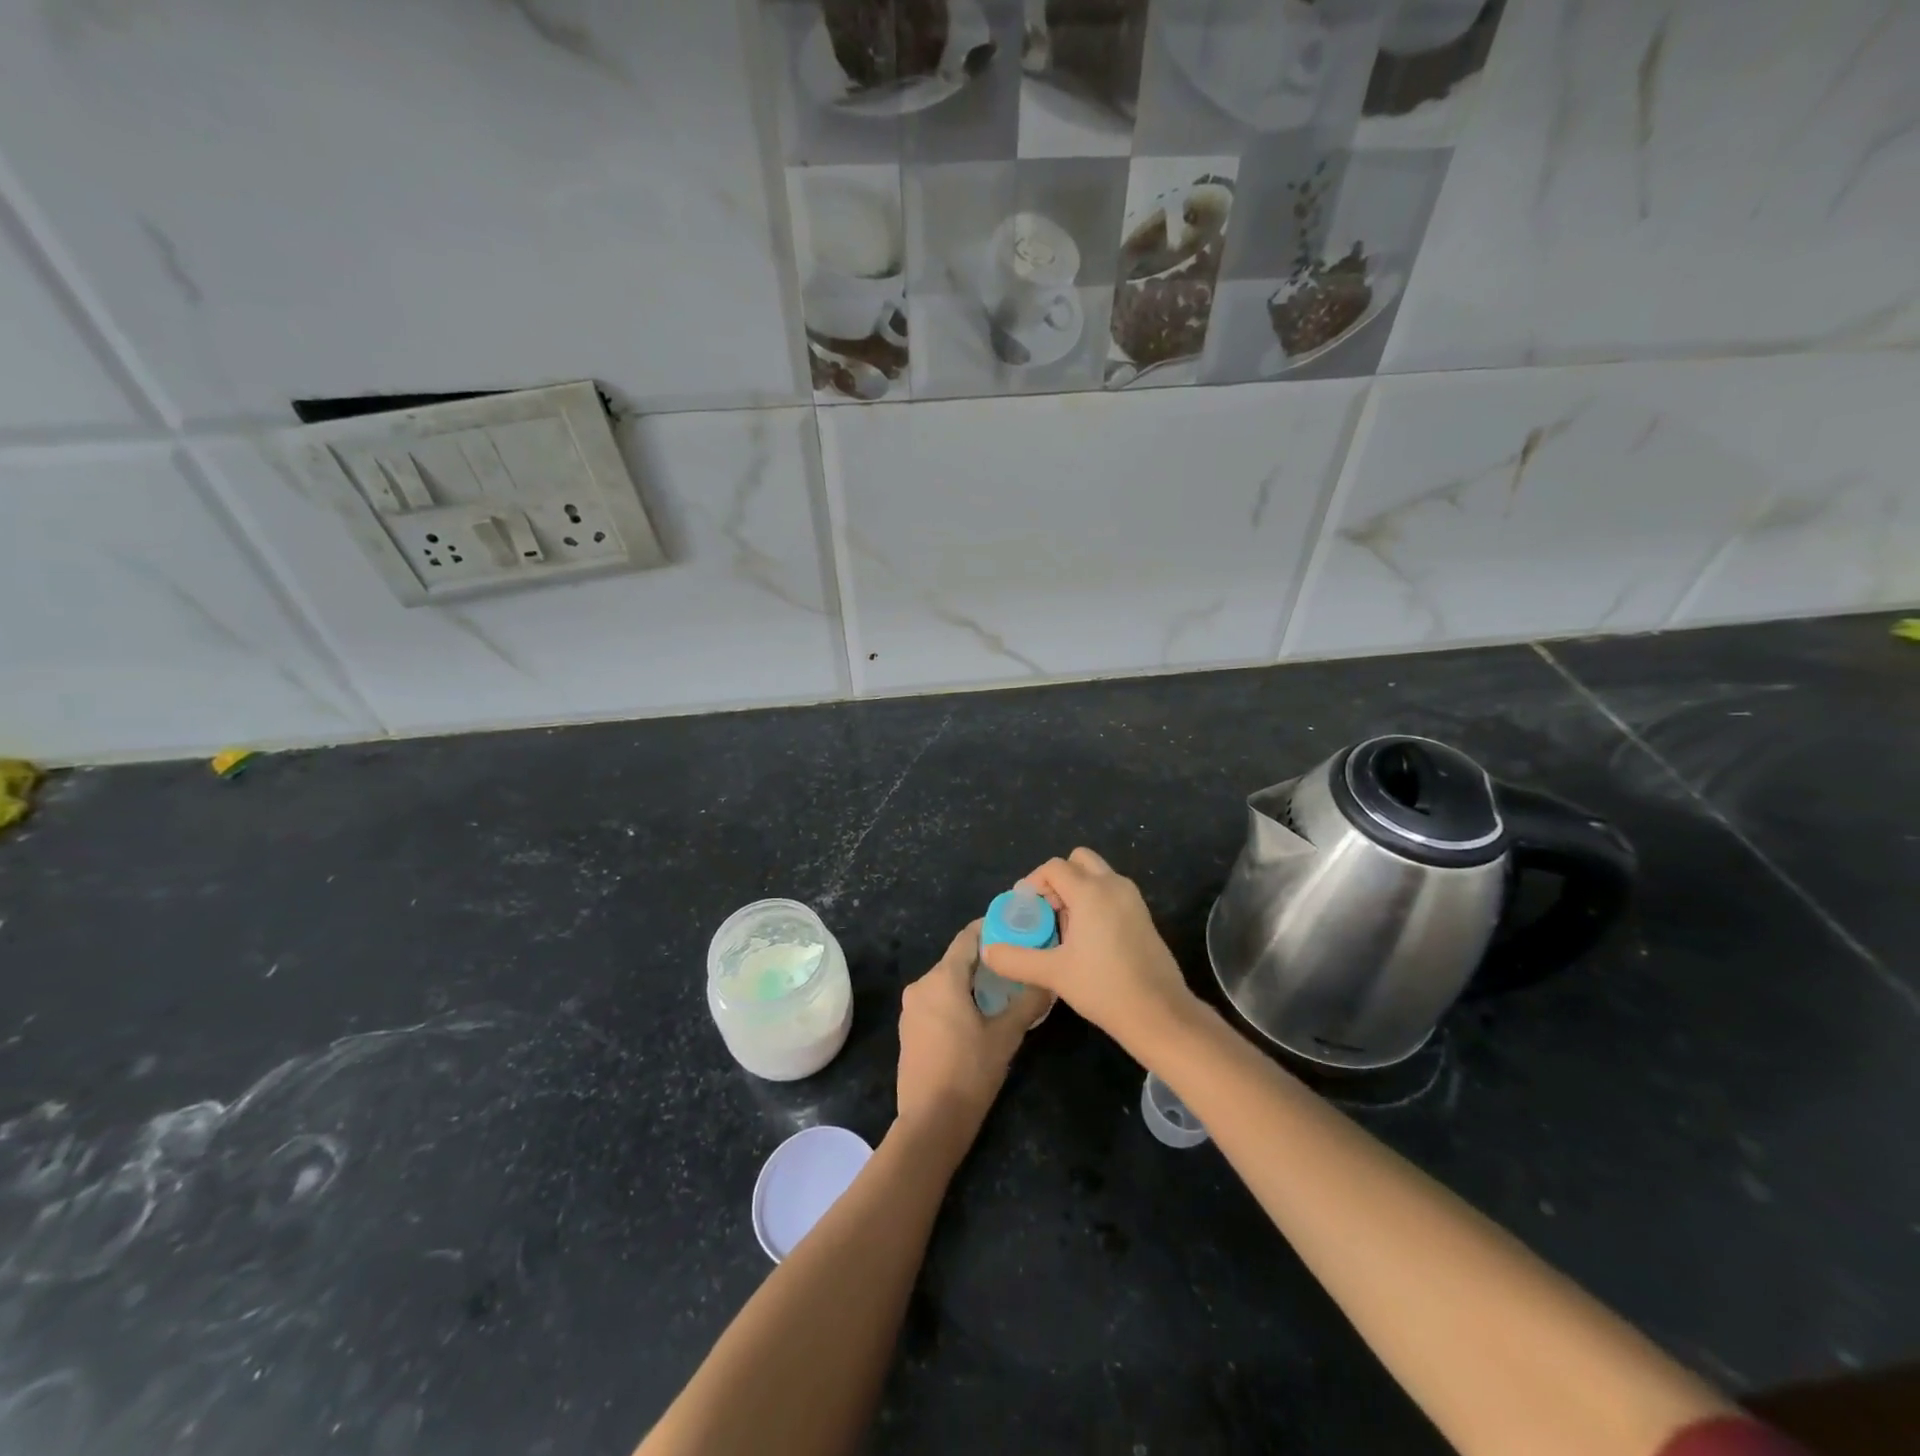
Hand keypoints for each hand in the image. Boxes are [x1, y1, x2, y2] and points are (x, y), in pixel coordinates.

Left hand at [895, 921, 1048, 1144]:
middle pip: (957, 960)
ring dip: (972, 981)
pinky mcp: (909, 1029)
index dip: (991, 929)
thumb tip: (1050, 981)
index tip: (1017, 928)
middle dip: (986, 959)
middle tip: (1018, 963)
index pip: (968, 938)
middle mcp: (921, 985)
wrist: (931, 1122)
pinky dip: (957, 999)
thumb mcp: (1006, 1036)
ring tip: (1004, 989)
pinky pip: (936, 1001)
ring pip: (946, 982)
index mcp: (942, 979)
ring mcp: (911, 1008)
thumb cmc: (970, 1072)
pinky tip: (979, 1014)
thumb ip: (1028, 1003)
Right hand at [980, 848, 1197, 1059]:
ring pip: (1097, 875)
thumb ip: (1015, 959)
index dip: (1034, 882)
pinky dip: (1094, 902)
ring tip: (1064, 929)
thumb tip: (988, 951)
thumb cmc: (1103, 987)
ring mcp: (1132, 899)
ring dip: (1076, 890)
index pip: (1054, 867)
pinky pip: (1111, 892)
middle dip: (1057, 879)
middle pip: (1078, 861)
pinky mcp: (1143, 915)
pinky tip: (1087, 940)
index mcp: (1091, 891)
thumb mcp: (1052, 973)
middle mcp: (1113, 885)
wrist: (1159, 1013)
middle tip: (1046, 911)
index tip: (1025, 909)